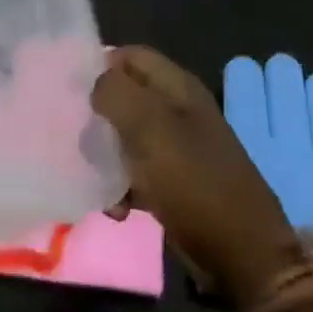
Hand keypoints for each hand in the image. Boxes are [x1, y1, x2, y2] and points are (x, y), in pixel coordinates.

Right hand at [92, 47, 305, 309]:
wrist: (241, 255)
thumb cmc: (194, 182)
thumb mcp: (150, 128)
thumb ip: (116, 93)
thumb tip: (95, 84)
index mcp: (177, 87)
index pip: (129, 56)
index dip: (99, 66)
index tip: (70, 92)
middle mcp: (177, 110)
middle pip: (124, 97)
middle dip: (97, 117)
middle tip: (79, 138)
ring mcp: (177, 147)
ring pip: (125, 137)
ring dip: (106, 158)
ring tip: (94, 179)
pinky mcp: (174, 182)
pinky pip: (136, 173)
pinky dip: (121, 187)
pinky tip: (116, 208)